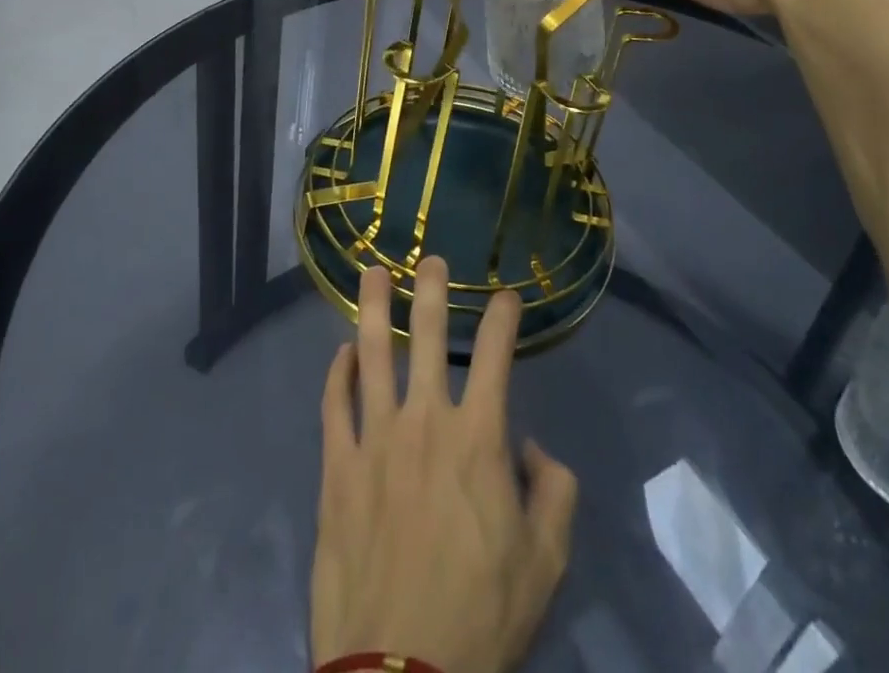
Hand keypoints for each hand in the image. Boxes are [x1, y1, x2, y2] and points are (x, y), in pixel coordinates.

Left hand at [311, 260, 576, 672]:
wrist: (400, 672)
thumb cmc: (481, 615)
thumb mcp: (545, 562)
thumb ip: (554, 492)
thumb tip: (530, 447)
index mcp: (477, 438)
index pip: (495, 356)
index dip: (503, 318)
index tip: (507, 296)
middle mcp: (424, 421)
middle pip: (424, 335)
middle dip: (431, 289)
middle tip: (430, 258)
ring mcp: (374, 439)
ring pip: (370, 354)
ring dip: (372, 307)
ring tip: (372, 272)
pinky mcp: (337, 468)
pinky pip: (334, 405)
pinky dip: (337, 373)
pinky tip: (340, 354)